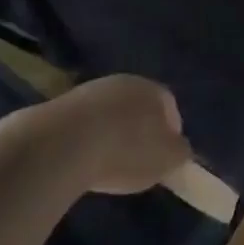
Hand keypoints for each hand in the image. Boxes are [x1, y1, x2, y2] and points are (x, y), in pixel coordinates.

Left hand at [45, 74, 190, 195]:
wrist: (64, 142)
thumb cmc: (126, 151)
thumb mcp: (167, 160)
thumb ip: (180, 152)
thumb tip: (179, 148)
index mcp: (153, 90)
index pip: (170, 106)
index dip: (170, 133)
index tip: (164, 158)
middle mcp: (124, 81)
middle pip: (138, 106)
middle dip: (140, 130)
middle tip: (137, 161)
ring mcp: (92, 90)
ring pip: (110, 112)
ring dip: (112, 133)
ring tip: (107, 163)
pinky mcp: (63, 104)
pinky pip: (85, 122)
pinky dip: (88, 138)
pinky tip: (83, 159)